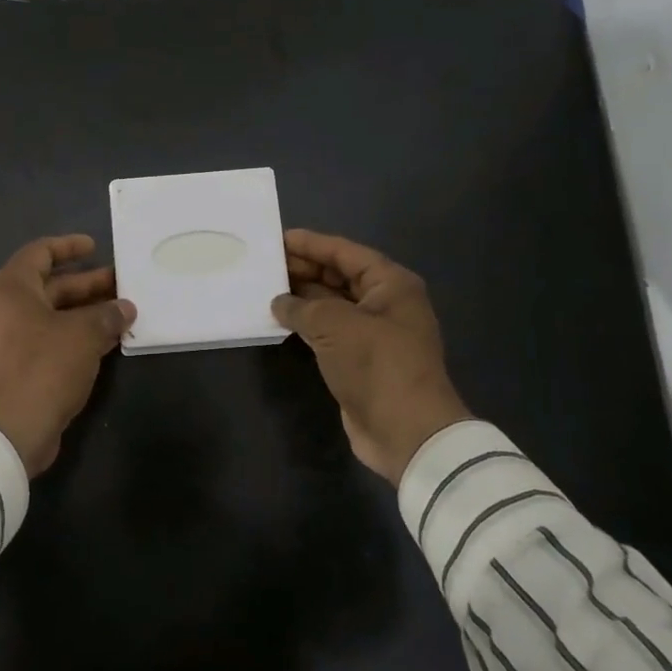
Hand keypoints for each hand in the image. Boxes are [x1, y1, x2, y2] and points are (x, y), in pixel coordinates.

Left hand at [0, 234, 136, 475]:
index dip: (69, 247)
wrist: (6, 433)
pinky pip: (38, 340)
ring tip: (117, 315)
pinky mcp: (3, 369)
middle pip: (46, 286)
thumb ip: (107, 315)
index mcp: (8, 288)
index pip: (39, 253)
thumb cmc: (43, 368)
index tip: (95, 247)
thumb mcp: (83, 336)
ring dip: (80, 314)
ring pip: (44, 316)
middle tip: (120, 286)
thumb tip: (125, 308)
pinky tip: (98, 345)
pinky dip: (66, 337)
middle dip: (84, 285)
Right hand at [272, 229, 471, 484]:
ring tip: (265, 287)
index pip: (344, 252)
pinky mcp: (360, 359)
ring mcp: (373, 333)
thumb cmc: (377, 365)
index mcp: (390, 284)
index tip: (277, 238)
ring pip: (332, 303)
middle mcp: (385, 303)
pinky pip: (328, 330)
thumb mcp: (335, 324)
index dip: (310, 244)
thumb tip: (279, 302)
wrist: (407, 432)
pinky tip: (279, 318)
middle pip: (339, 275)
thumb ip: (302, 306)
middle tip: (265, 263)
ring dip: (302, 296)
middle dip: (303, 268)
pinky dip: (306, 322)